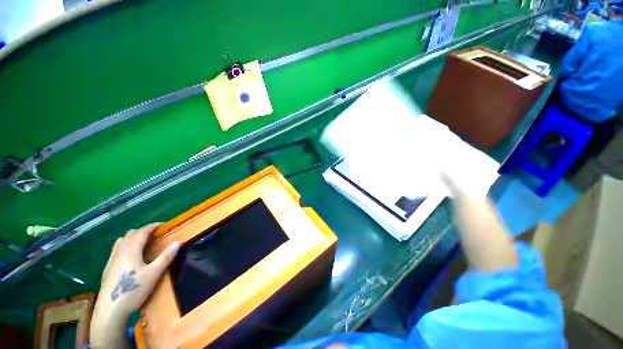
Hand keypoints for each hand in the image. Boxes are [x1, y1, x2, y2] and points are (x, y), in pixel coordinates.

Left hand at [90, 223, 179, 347]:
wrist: (110, 310)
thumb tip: (178, 242)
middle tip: (155, 234)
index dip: (152, 226)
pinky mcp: (107, 269)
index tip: (163, 225)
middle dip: (143, 231)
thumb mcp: (154, 273)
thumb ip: (166, 256)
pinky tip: (130, 257)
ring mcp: (111, 260)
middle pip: (130, 234)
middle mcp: (119, 252)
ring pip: (121, 241)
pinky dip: (125, 246)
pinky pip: (116, 250)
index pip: (142, 232)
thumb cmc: (133, 290)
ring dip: (132, 237)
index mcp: (131, 250)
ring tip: (143, 243)